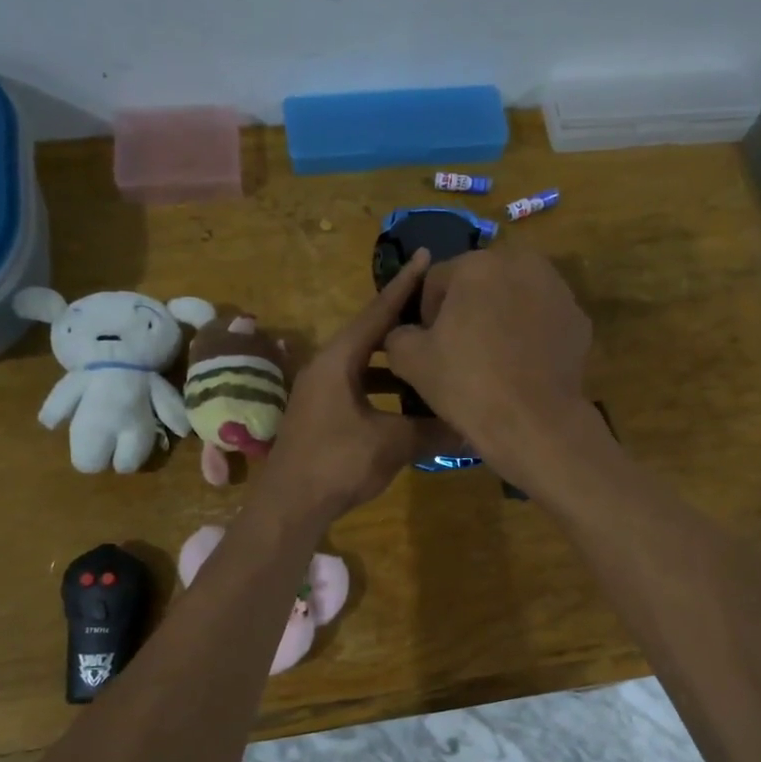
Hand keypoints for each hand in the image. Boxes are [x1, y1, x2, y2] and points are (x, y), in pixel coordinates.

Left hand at [255, 251, 452, 524]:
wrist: (289, 505)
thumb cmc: (338, 463)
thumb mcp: (393, 443)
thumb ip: (432, 429)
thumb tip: (471, 426)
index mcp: (339, 360)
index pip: (378, 312)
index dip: (405, 285)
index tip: (427, 257)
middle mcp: (325, 366)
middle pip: (369, 334)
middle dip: (402, 323)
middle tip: (437, 311)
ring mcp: (319, 390)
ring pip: (363, 364)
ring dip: (394, 362)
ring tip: (428, 356)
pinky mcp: (320, 413)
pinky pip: (357, 386)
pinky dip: (382, 387)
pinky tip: (405, 402)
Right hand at [383, 247, 595, 476]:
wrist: (533, 422)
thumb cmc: (466, 385)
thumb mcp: (409, 361)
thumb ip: (398, 334)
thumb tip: (405, 333)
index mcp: (475, 265)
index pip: (436, 281)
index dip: (426, 314)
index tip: (429, 346)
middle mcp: (521, 263)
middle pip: (480, 282)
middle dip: (467, 309)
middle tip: (461, 351)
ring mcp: (557, 290)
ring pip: (514, 297)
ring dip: (500, 317)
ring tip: (493, 358)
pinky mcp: (578, 319)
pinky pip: (542, 319)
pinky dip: (530, 334)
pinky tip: (523, 366)